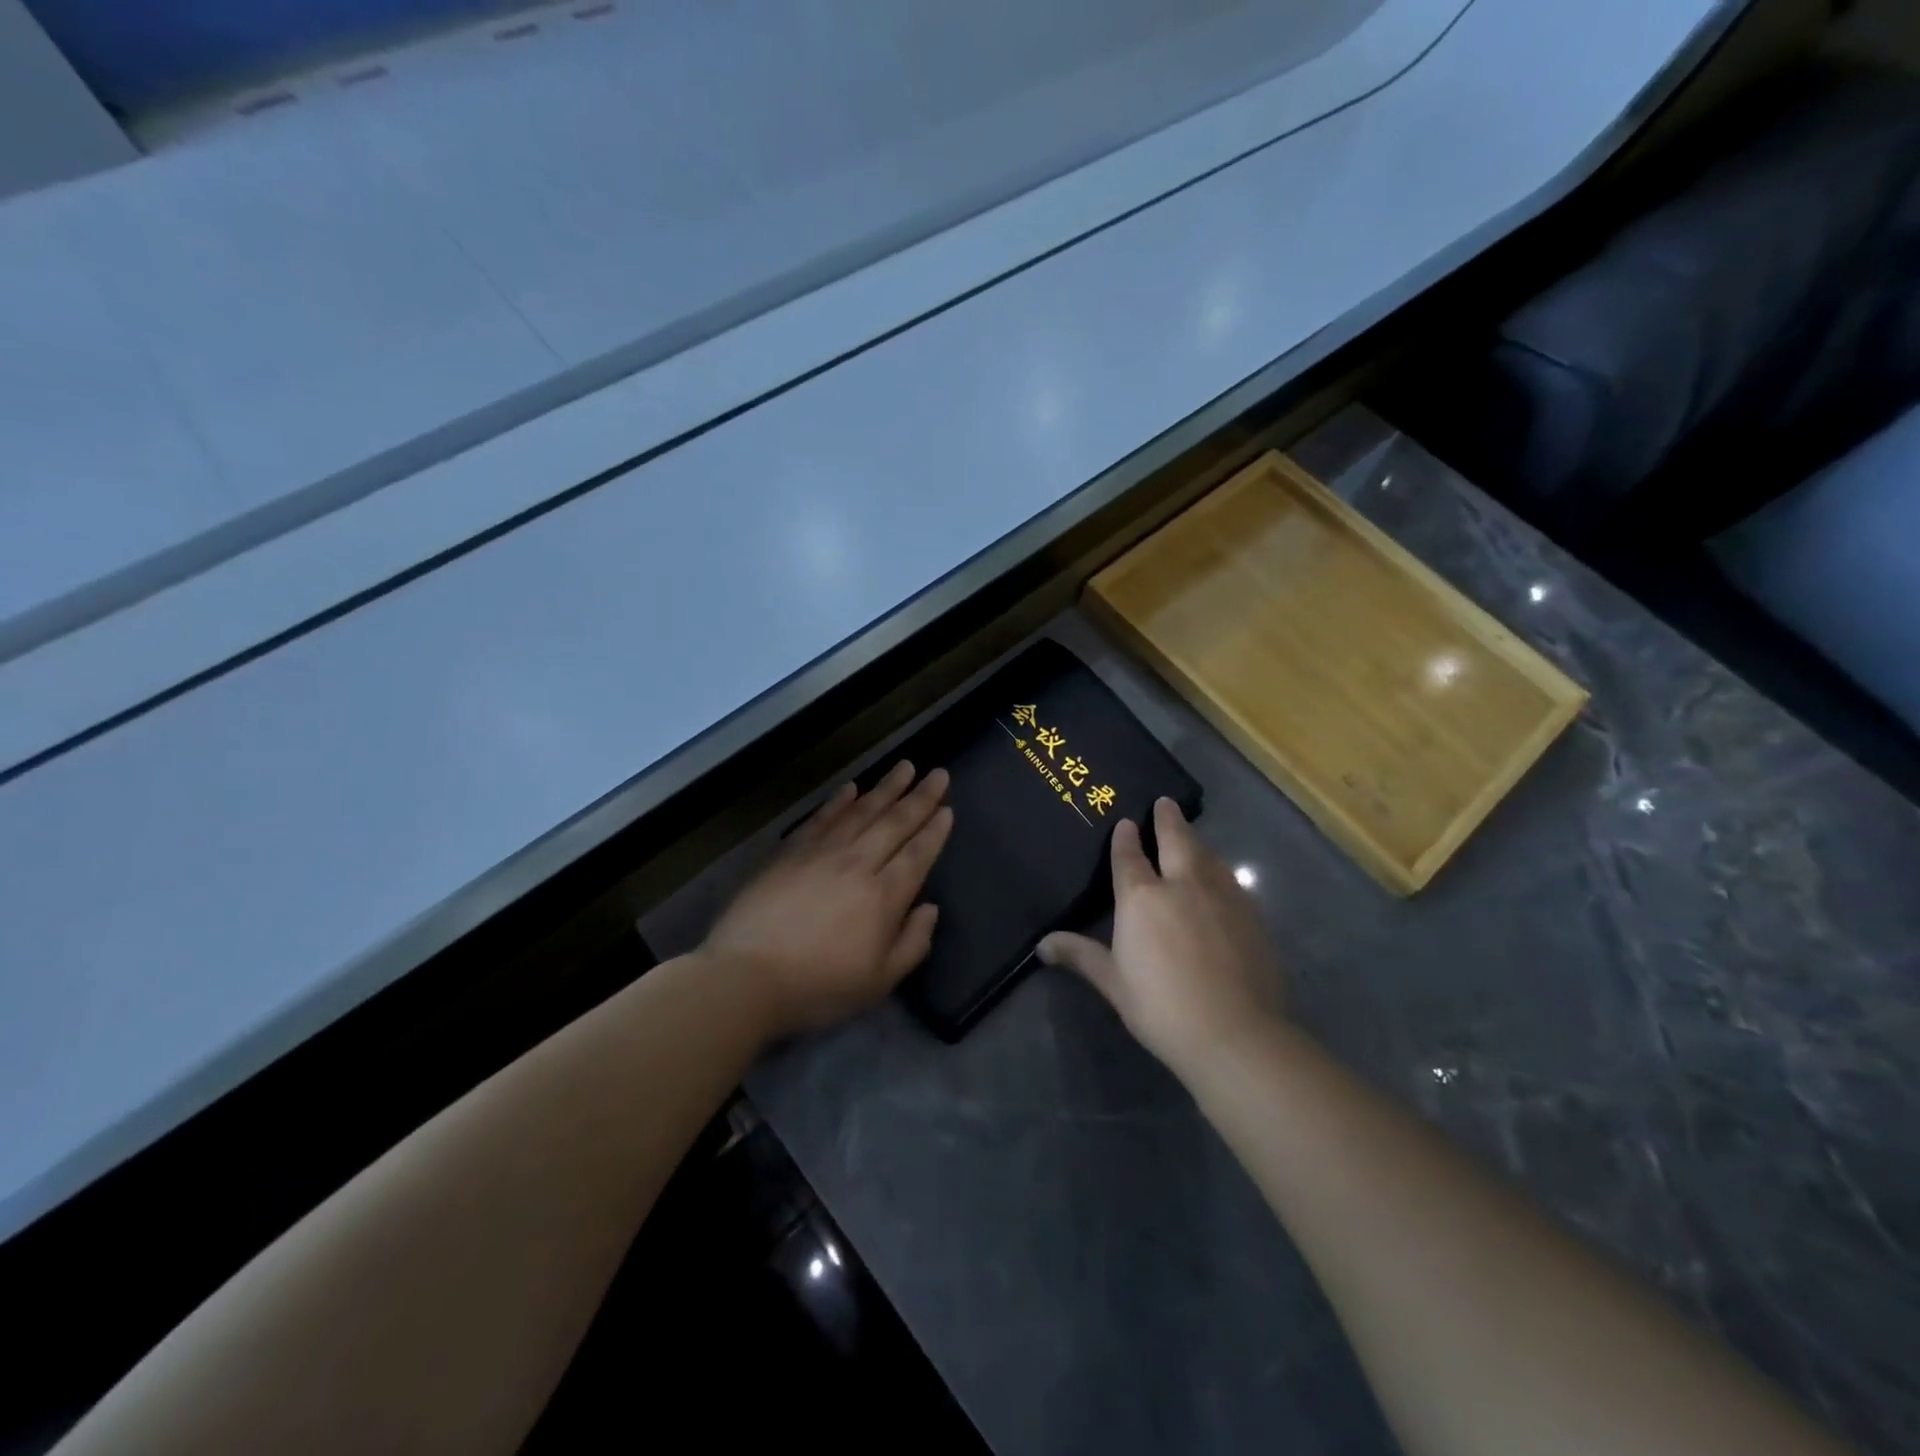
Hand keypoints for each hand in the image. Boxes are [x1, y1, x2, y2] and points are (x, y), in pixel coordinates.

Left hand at [703, 761, 953, 1039]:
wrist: (745, 977)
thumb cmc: (818, 987)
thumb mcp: (879, 982)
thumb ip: (912, 943)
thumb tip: (930, 908)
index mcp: (884, 896)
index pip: (917, 854)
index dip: (935, 831)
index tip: (947, 808)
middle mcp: (857, 864)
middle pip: (894, 823)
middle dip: (920, 798)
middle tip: (938, 774)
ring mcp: (821, 854)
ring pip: (861, 812)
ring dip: (885, 788)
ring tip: (904, 767)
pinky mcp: (789, 853)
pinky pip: (821, 819)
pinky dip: (838, 802)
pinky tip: (851, 788)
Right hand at [1039, 797, 1282, 1073]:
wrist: (1235, 1033)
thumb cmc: (1161, 1007)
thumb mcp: (1114, 982)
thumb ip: (1081, 956)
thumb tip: (1042, 945)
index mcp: (1142, 898)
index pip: (1130, 857)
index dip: (1126, 838)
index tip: (1126, 823)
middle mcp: (1182, 885)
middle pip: (1175, 840)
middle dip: (1168, 819)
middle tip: (1165, 802)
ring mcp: (1221, 896)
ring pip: (1206, 855)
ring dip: (1195, 840)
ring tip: (1190, 833)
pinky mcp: (1250, 914)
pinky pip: (1230, 880)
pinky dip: (1218, 869)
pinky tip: (1220, 877)